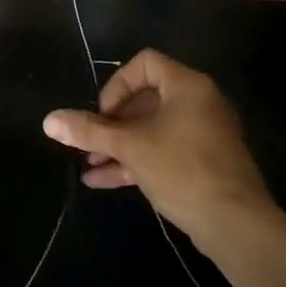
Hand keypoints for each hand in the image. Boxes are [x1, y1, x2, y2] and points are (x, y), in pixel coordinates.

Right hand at [42, 49, 269, 239]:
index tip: (103, 114)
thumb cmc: (182, 169)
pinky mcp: (203, 162)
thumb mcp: (130, 148)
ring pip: (151, 129)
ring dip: (118, 145)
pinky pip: (163, 150)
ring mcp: (202, 134)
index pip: (145, 63)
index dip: (117, 84)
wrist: (236, 224)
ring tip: (88, 165)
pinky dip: (135, 160)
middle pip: (145, 98)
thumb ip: (89, 131)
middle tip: (90, 142)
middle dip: (111, 122)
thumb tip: (49, 120)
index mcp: (187, 86)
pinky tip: (102, 181)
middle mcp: (198, 103)